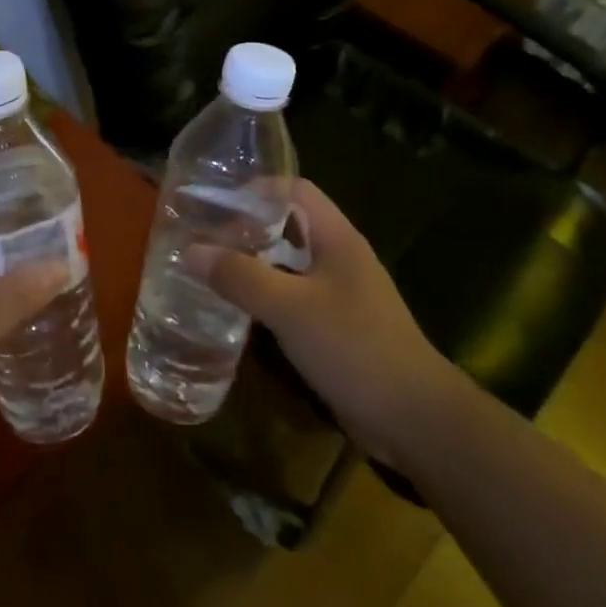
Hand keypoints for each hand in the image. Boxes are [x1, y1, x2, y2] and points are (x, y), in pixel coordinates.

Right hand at [205, 180, 459, 463]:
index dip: (256, 188)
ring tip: (210, 266)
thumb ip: (241, 276)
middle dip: (247, 226)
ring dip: (253, 262)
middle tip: (203, 234)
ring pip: (289, 263)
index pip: (295, 190)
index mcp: (337, 239)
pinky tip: (236, 309)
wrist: (414, 418)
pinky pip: (293, 298)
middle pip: (289, 225)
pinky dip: (265, 296)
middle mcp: (340, 258)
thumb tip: (191, 250)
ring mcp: (341, 294)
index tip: (214, 199)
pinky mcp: (336, 327)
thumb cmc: (354, 347)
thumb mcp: (289, 307)